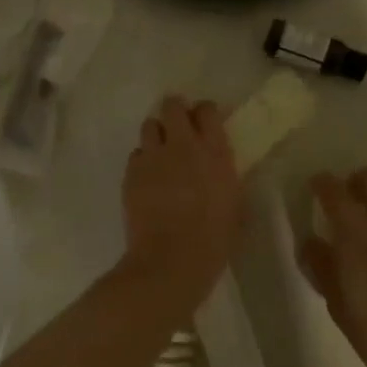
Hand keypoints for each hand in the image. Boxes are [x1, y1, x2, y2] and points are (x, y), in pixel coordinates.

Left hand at [119, 97, 244, 309]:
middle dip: (175, 111)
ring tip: (161, 153)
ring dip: (156, 134)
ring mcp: (153, 157)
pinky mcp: (131, 173)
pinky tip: (148, 179)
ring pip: (149, 125)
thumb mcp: (235, 205)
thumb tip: (220, 167)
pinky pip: (136, 154)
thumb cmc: (213, 240)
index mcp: (214, 152)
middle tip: (179, 128)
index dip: (204, 113)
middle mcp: (182, 145)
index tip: (204, 123)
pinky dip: (143, 160)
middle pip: (172, 106)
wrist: (170, 260)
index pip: (206, 110)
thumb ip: (226, 177)